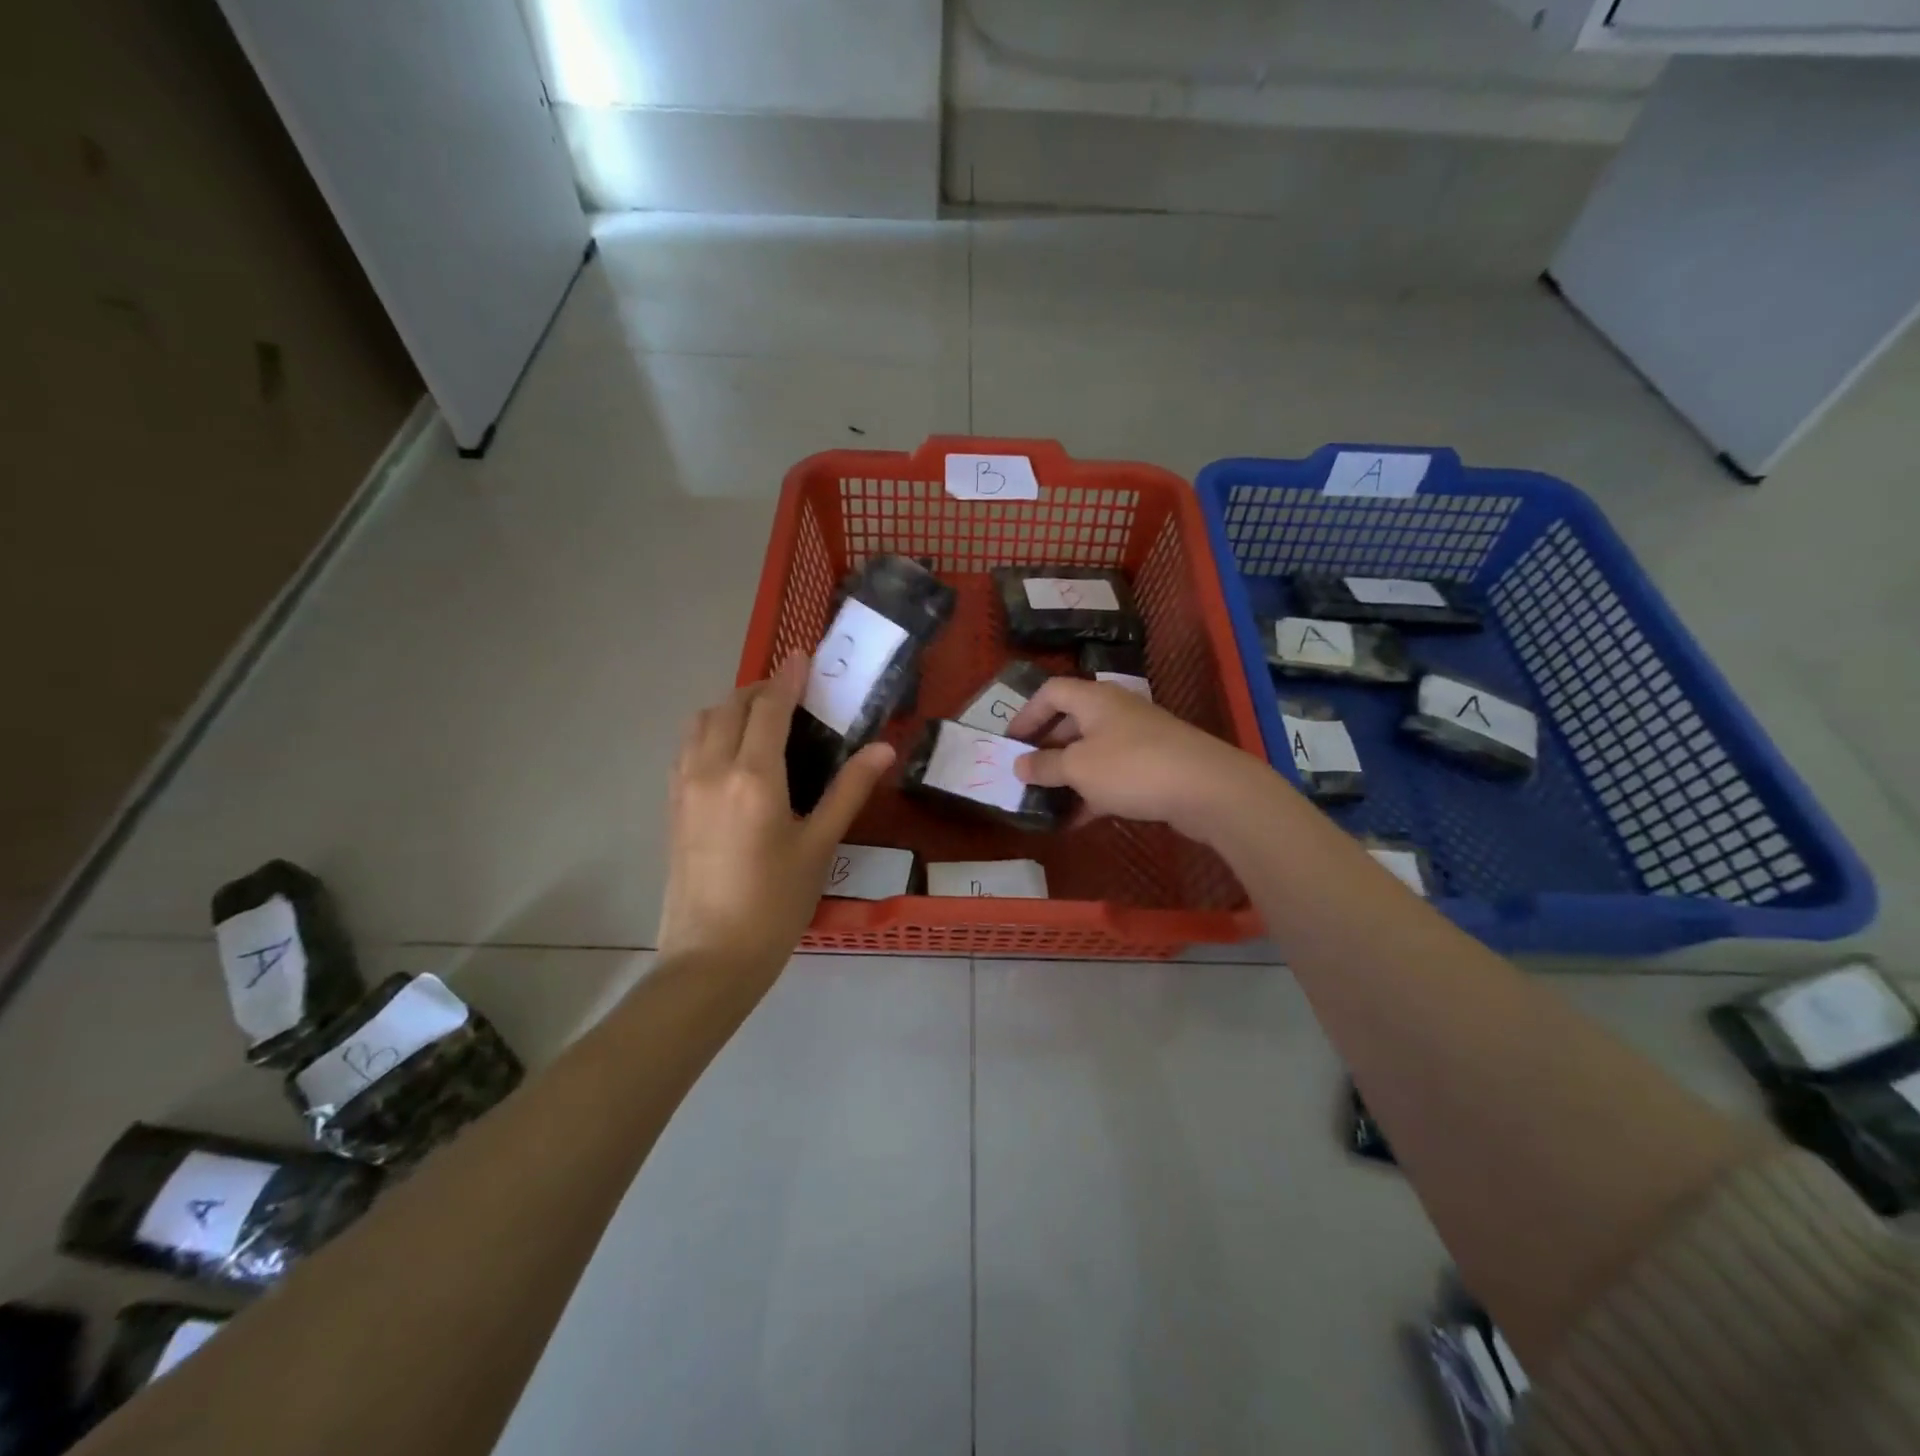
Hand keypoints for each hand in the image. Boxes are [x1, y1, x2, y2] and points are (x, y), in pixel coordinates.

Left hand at [659, 655, 893, 976]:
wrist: (711, 957)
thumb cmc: (776, 903)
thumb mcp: (820, 846)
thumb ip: (849, 791)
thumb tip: (883, 749)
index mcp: (753, 777)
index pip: (769, 707)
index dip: (788, 677)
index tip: (803, 655)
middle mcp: (711, 769)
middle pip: (731, 706)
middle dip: (761, 689)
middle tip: (792, 693)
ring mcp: (684, 787)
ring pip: (701, 723)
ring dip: (732, 708)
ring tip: (762, 720)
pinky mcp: (672, 806)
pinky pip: (687, 748)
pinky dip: (710, 732)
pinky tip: (732, 753)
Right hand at [1008, 677, 1268, 842]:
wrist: (1208, 788)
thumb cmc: (1132, 768)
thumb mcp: (1078, 768)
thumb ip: (1044, 766)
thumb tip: (1019, 765)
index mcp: (1094, 699)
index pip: (1051, 692)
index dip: (1026, 714)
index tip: (1010, 742)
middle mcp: (1115, 711)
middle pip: (1071, 721)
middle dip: (1046, 748)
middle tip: (1026, 773)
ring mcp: (1137, 739)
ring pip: (1092, 751)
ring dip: (1068, 774)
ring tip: (1046, 800)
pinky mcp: (1154, 766)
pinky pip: (1112, 774)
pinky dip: (1092, 792)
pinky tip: (1078, 819)